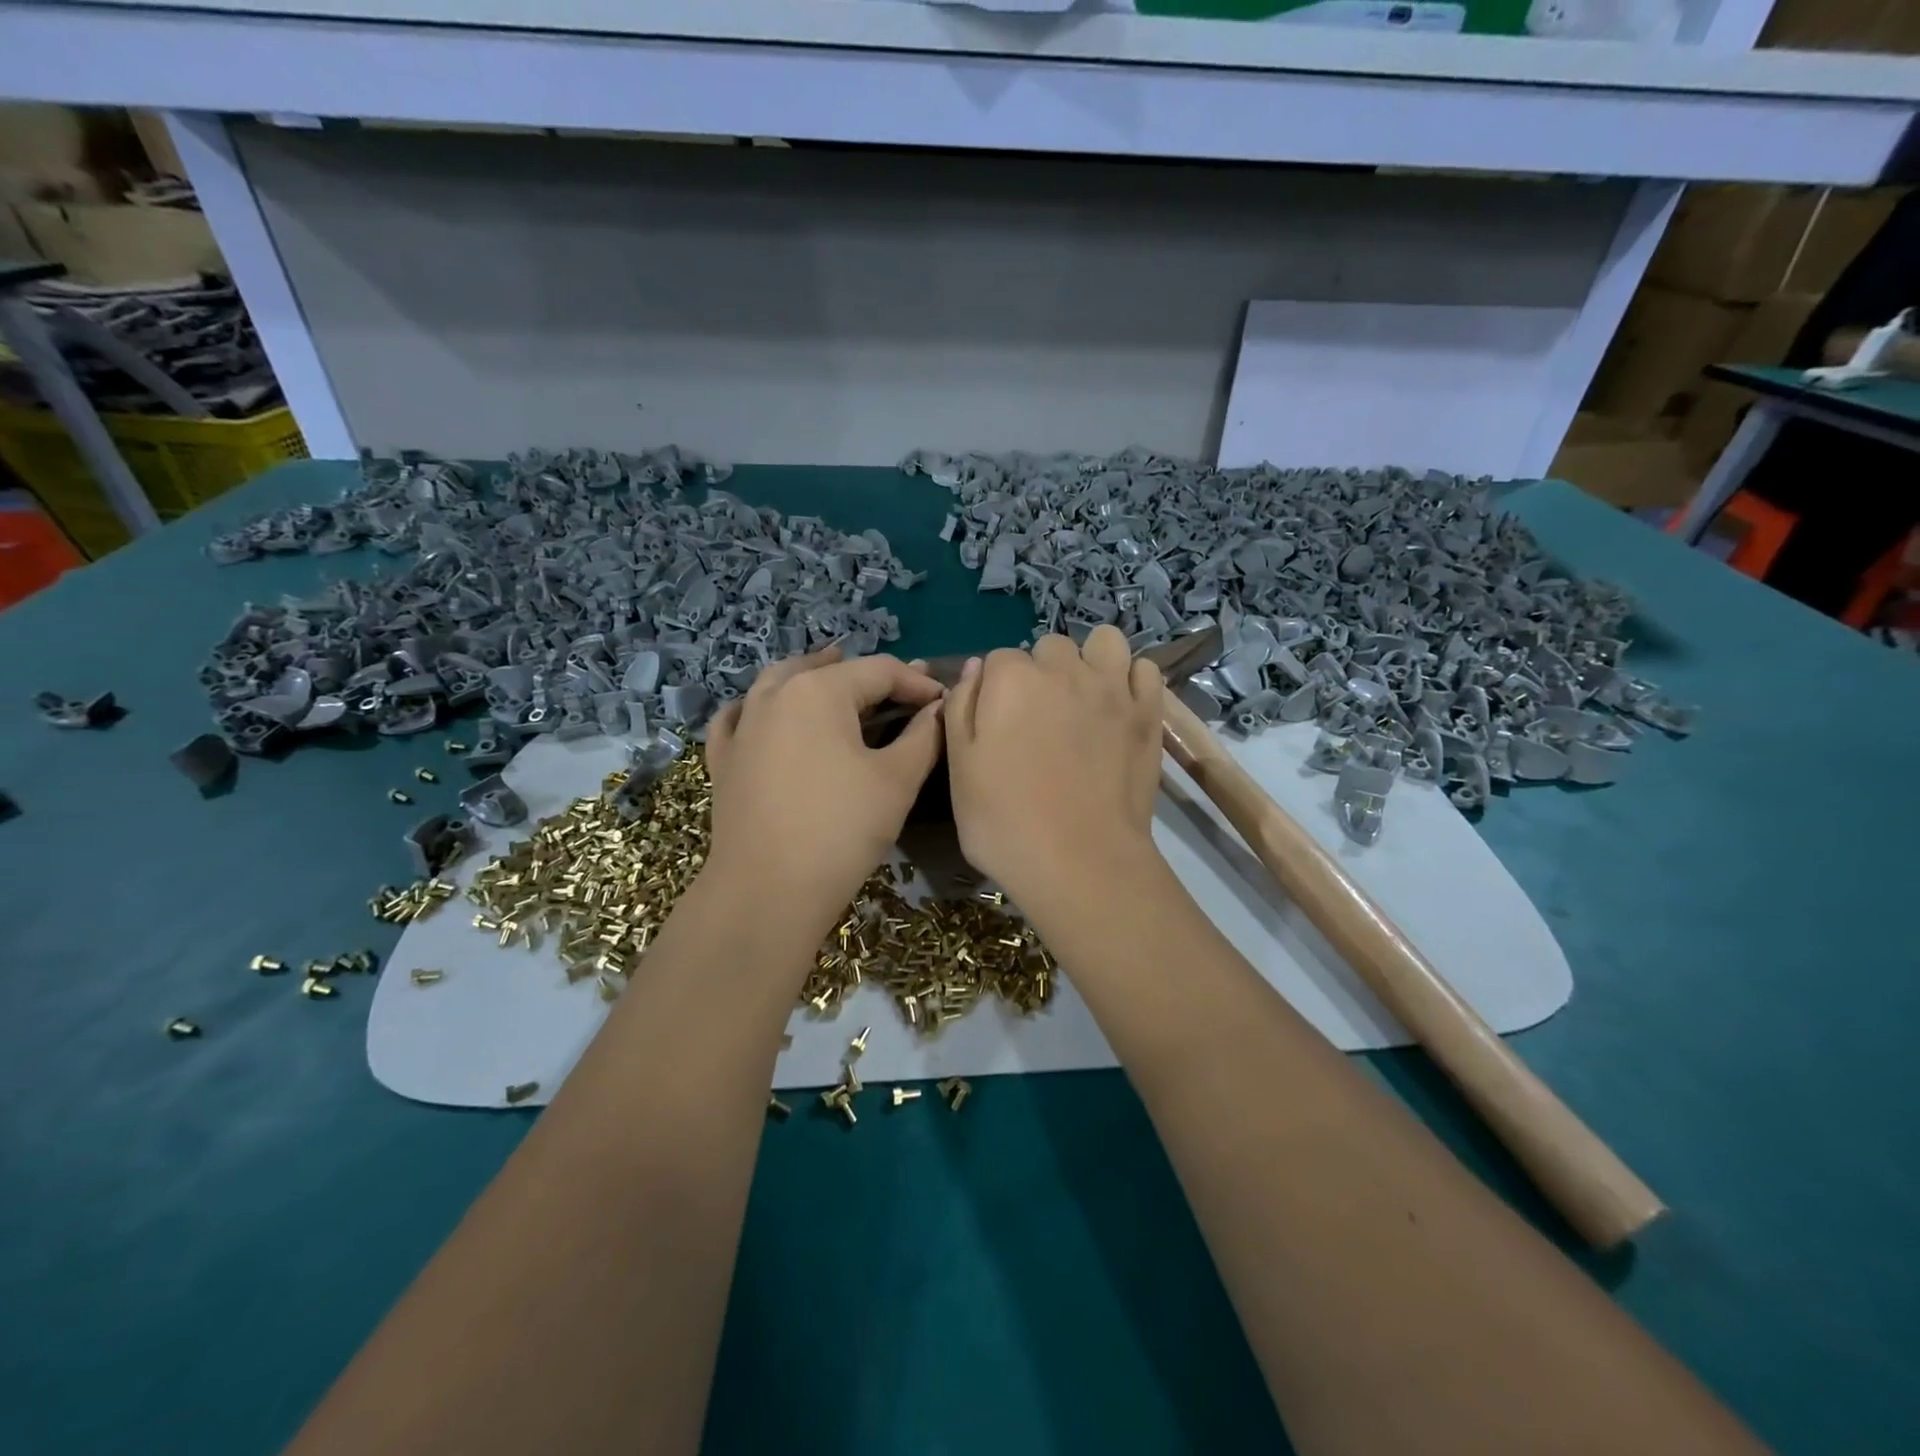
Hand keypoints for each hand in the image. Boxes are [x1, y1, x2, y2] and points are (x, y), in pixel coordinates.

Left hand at [704, 646, 944, 920]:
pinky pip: (742, 715)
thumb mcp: (896, 780)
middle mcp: (775, 694)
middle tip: (902, 694)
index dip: (917, 682)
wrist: (767, 891)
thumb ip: (924, 735)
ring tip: (834, 676)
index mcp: (819, 691)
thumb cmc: (841, 830)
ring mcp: (742, 725)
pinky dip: (761, 705)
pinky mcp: (724, 758)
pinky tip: (768, 711)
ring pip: (780, 682)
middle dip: (870, 679)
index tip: (944, 702)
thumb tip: (938, 708)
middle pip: (830, 671)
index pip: (880, 671)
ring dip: (813, 676)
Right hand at [944, 625, 1164, 911]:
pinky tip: (1119, 707)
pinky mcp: (1148, 712)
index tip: (999, 724)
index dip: (996, 690)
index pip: (999, 659)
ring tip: (1085, 697)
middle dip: (1042, 672)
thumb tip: (975, 669)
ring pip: (1104, 642)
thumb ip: (960, 709)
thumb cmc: (1005, 822)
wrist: (1080, 862)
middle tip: (1040, 719)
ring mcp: (1112, 688)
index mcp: (1011, 679)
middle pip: (1049, 648)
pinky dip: (1132, 680)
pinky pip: (1145, 669)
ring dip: (1091, 660)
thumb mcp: (959, 768)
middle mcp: (1063, 669)